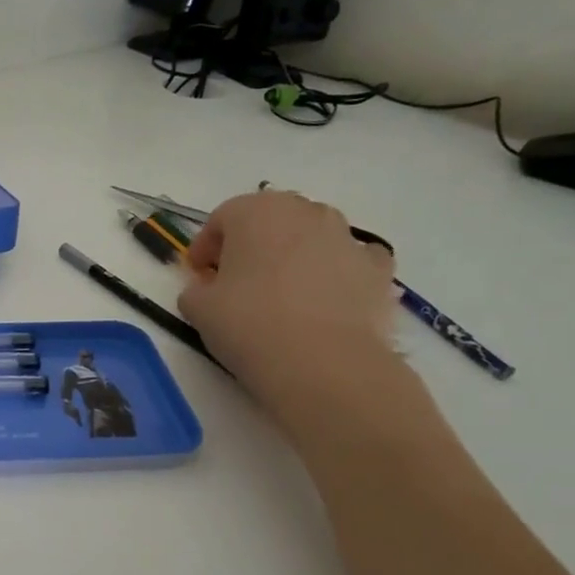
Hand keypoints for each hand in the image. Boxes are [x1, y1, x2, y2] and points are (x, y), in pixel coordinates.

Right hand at [177, 190, 398, 411]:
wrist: (323, 363)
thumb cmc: (248, 324)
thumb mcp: (197, 308)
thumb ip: (195, 289)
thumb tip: (207, 289)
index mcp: (255, 212)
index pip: (222, 218)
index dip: (205, 246)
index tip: (198, 274)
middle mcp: (305, 212)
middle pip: (270, 219)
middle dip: (251, 244)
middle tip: (237, 279)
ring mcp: (347, 237)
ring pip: (312, 236)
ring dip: (294, 254)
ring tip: (282, 293)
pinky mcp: (379, 268)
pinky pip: (349, 259)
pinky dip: (336, 271)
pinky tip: (324, 300)